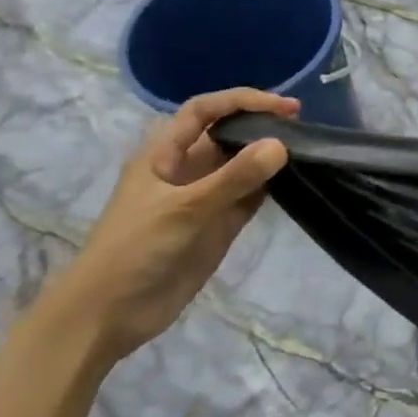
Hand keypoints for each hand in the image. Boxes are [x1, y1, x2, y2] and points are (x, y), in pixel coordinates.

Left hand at [36, 89, 297, 365]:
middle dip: (261, 126)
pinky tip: (295, 182)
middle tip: (303, 128)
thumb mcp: (185, 209)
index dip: (242, 101)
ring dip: (269, 157)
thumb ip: (234, 178)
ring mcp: (204, 199)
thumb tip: (281, 144)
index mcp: (163, 154)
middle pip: (227, 134)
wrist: (109, 315)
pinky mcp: (218, 225)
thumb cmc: (135, 250)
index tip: (284, 107)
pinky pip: (249, 197)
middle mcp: (185, 169)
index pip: (205, 111)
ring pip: (242, 166)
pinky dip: (271, 188)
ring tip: (307, 150)